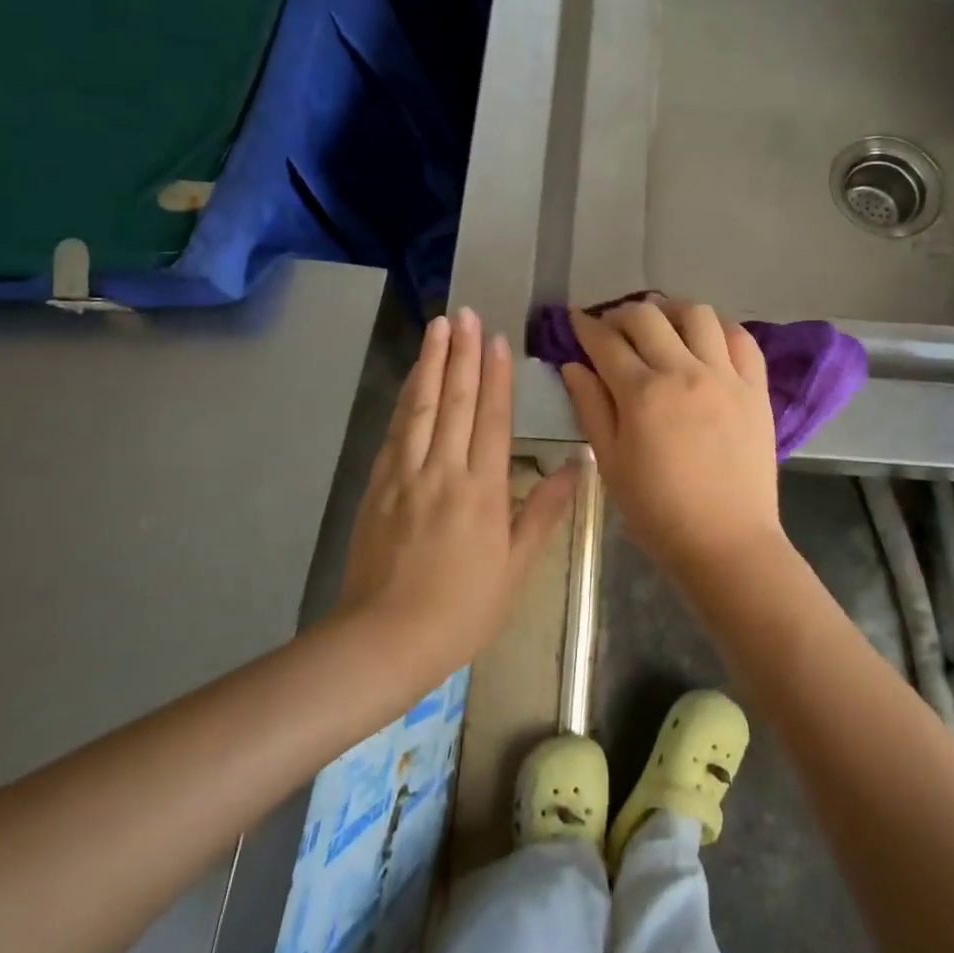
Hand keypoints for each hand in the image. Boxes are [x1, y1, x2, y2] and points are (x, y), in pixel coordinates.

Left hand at [335, 309, 578, 686]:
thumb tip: (575, 466)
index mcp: (483, 491)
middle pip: (456, 400)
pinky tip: (413, 377)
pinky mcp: (378, 484)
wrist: (384, 638)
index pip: (492, 419)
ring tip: (439, 326)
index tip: (498, 339)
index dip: (496, 376)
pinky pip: (396, 429)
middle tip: (467, 313)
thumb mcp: (516, 569)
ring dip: (432, 362)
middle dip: (463, 353)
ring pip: (422, 406)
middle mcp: (444, 471)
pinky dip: (406, 396)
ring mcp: (406, 474)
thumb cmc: (462, 609)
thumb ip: (543, 512)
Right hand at [560, 297, 783, 582]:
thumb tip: (573, 365)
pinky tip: (707, 340)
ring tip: (661, 325)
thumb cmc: (658, 511)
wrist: (727, 542)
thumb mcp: (610, 463)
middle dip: (621, 313)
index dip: (585, 326)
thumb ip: (591, 407)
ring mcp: (725, 376)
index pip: (606, 342)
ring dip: (671, 311)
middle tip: (612, 328)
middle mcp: (684, 372)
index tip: (576, 319)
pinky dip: (720, 329)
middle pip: (648, 317)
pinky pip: (742, 339)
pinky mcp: (755, 388)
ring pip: (698, 315)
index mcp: (642, 393)